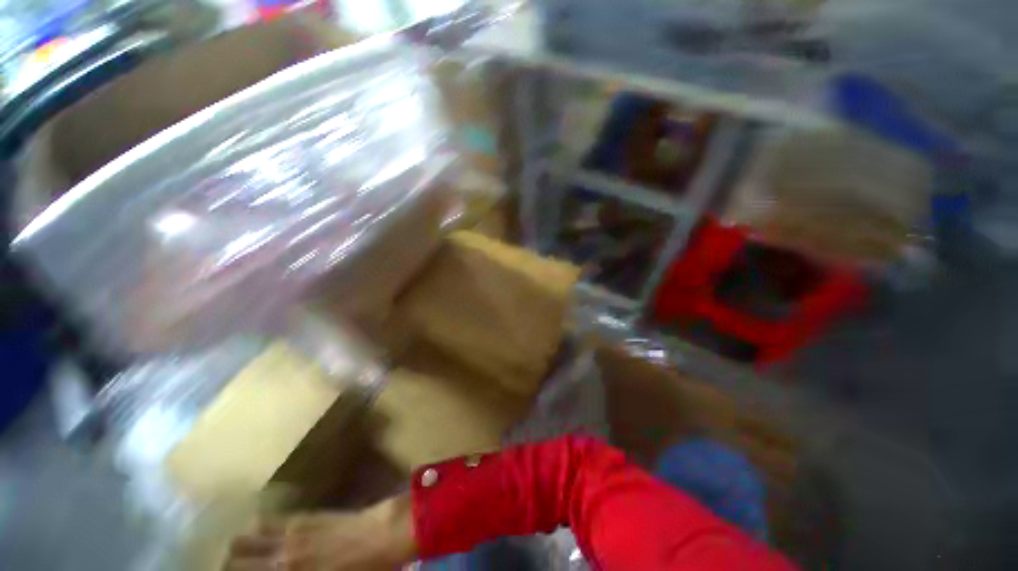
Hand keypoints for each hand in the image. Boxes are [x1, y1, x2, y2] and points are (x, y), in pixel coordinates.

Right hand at [224, 495, 416, 570]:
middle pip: (234, 565)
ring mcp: (289, 538)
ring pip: (242, 542)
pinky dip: (255, 528)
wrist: (382, 535)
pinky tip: (255, 531)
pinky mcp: (301, 518)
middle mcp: (280, 563)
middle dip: (228, 569)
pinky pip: (266, 521)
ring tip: (239, 555)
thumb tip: (279, 569)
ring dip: (237, 550)